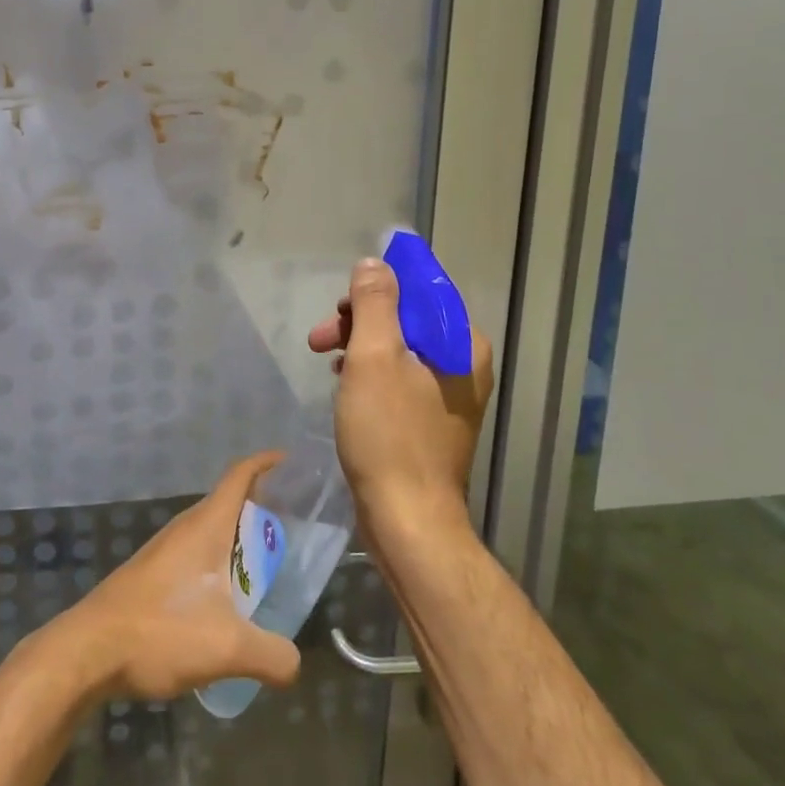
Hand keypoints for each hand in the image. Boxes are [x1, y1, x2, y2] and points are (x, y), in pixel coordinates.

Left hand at [53, 451, 301, 702]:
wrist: (88, 651)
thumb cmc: (160, 631)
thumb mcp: (227, 647)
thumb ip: (272, 655)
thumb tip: (294, 663)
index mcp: (206, 526)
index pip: (239, 476)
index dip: (265, 463)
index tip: (290, 461)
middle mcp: (184, 529)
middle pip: (228, 504)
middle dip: (261, 509)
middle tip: (293, 531)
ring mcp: (164, 552)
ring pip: (210, 534)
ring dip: (238, 543)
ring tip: (267, 571)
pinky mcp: (150, 576)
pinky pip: (195, 558)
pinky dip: (218, 567)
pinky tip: (226, 604)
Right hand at [307, 259, 494, 541]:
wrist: (408, 521)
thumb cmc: (390, 435)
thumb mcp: (374, 358)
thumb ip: (375, 303)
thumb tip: (374, 264)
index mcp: (462, 344)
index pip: (421, 290)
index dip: (377, 287)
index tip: (341, 304)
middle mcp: (464, 364)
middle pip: (407, 319)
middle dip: (360, 321)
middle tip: (320, 337)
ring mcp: (449, 394)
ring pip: (399, 348)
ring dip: (359, 346)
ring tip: (324, 360)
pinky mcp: (430, 419)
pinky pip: (398, 377)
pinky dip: (369, 373)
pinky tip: (344, 384)